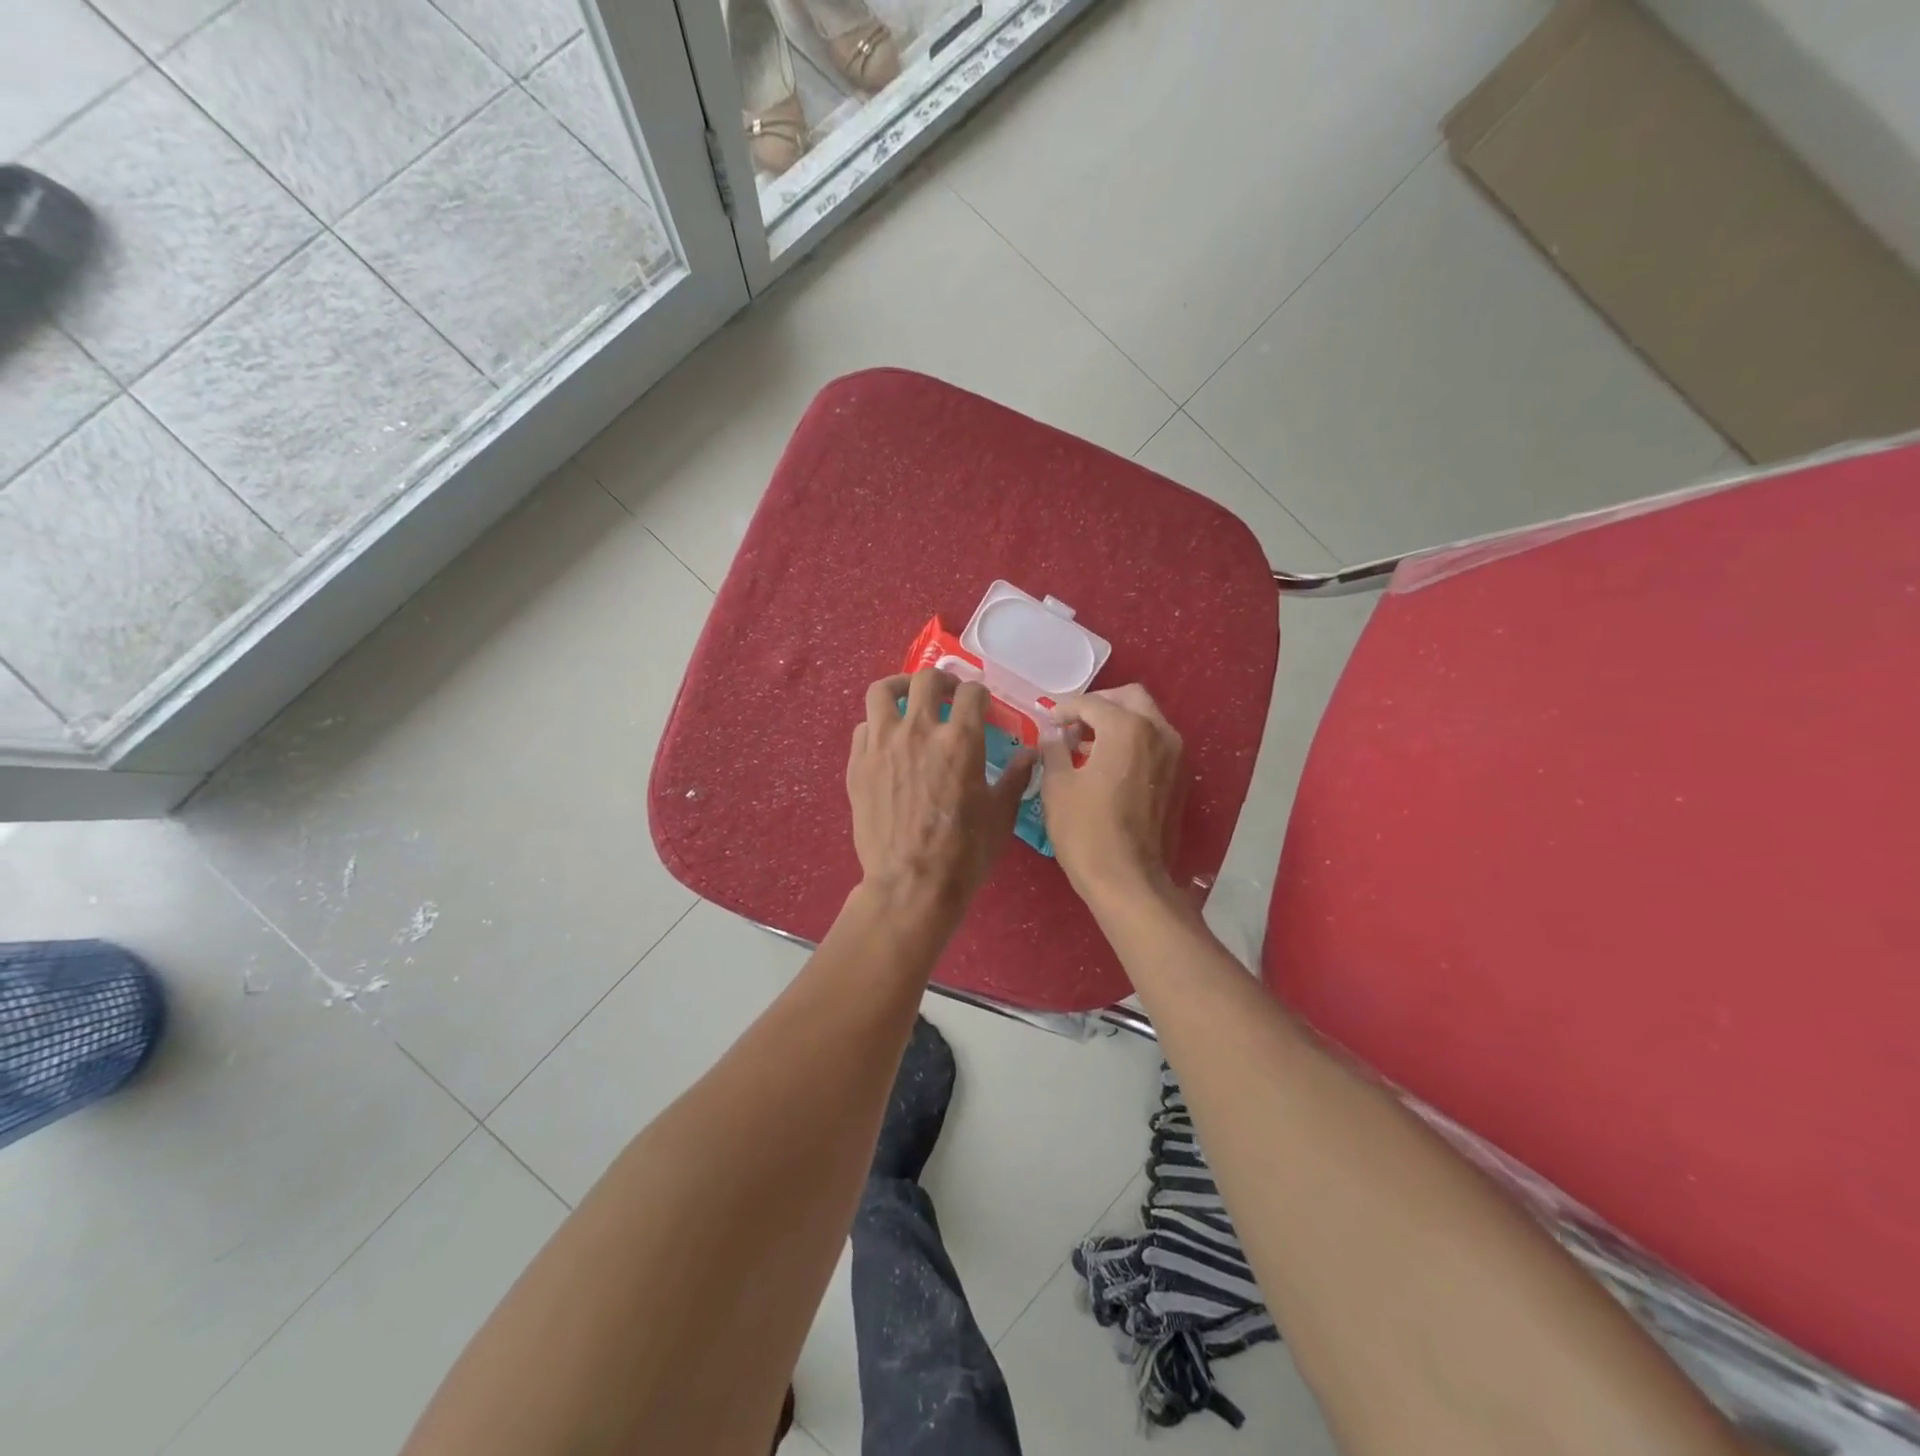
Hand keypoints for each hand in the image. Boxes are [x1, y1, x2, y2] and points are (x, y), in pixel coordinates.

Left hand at [847, 669, 1035, 920]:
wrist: (910, 885)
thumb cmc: (964, 853)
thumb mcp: (1000, 815)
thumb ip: (1015, 777)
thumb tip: (1029, 753)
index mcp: (960, 740)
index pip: (971, 693)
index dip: (979, 694)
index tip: (981, 704)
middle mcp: (918, 730)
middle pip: (926, 679)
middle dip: (943, 680)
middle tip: (949, 694)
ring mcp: (882, 745)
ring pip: (882, 692)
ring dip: (900, 688)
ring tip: (908, 698)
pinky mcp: (857, 764)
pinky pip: (863, 728)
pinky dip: (877, 725)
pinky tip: (887, 740)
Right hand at [1039, 684, 1183, 903]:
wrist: (1128, 880)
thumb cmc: (1086, 831)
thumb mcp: (1057, 786)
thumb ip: (1054, 749)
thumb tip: (1053, 734)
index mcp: (1127, 728)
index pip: (1091, 703)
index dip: (1064, 709)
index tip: (1047, 721)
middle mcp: (1159, 732)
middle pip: (1129, 698)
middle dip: (1099, 705)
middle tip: (1072, 724)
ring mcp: (1175, 756)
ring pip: (1146, 719)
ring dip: (1117, 723)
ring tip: (1085, 746)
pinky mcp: (1179, 779)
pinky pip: (1154, 744)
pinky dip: (1132, 742)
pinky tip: (1107, 766)